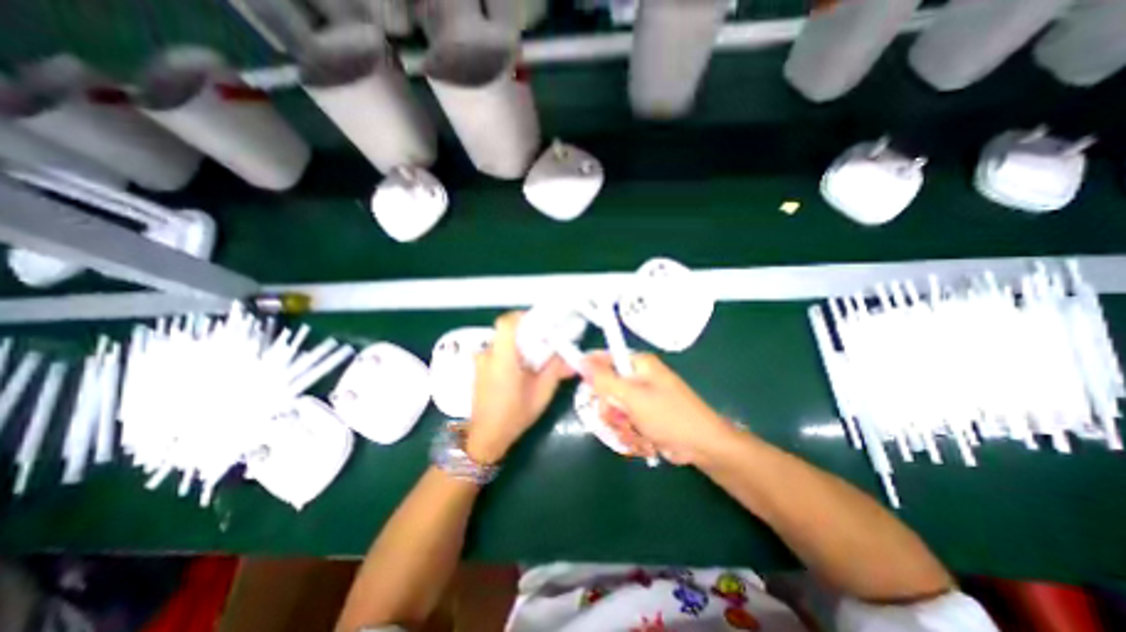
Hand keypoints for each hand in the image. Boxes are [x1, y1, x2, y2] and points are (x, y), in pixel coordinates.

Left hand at [465, 311, 575, 464]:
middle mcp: (488, 355)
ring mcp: (480, 361)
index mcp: (503, 359)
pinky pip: (496, 351)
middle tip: (543, 341)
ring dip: (518, 343)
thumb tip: (570, 356)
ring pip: (502, 340)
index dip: (522, 316)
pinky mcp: (479, 368)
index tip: (539, 322)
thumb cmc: (514, 416)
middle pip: (506, 330)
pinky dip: (510, 352)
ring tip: (533, 357)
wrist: (486, 437)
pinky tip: (521, 368)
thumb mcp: (541, 394)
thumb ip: (555, 370)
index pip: (506, 323)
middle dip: (525, 332)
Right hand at [586, 353, 736, 466]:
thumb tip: (580, 360)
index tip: (582, 388)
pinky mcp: (644, 416)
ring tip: (637, 434)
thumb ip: (604, 379)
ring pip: (613, 410)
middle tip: (620, 419)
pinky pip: (624, 422)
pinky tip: (644, 442)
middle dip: (610, 410)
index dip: (589, 372)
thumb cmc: (669, 416)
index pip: (603, 358)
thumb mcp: (632, 396)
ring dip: (621, 426)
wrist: (703, 446)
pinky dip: (630, 434)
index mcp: (637, 364)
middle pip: (605, 389)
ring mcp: (641, 398)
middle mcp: (638, 377)